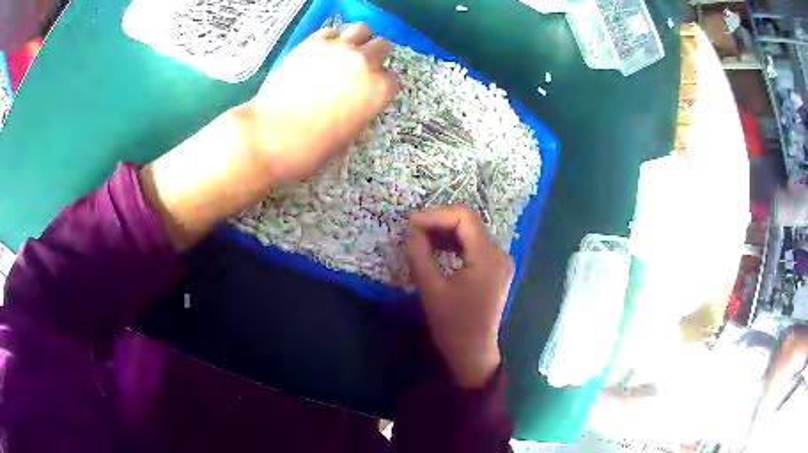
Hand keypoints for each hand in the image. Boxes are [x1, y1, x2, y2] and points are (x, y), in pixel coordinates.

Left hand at [238, 23, 399, 186]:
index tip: (368, 91)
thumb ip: (362, 109)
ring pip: (362, 29)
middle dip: (375, 56)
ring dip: (358, 40)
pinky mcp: (313, 43)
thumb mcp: (350, 134)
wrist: (273, 135)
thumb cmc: (313, 147)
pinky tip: (321, 54)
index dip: (380, 85)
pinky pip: (330, 32)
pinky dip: (331, 40)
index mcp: (379, 90)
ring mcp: (339, 48)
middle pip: (382, 46)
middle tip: (359, 68)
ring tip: (345, 53)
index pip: (392, 78)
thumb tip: (359, 100)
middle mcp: (365, 62)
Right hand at [405, 205, 513, 387]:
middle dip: (439, 222)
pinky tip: (436, 249)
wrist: (473, 352)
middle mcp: (499, 254)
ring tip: (420, 239)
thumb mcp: (431, 289)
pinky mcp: (494, 269)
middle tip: (412, 231)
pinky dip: (454, 244)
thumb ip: (419, 255)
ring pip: (470, 233)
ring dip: (445, 232)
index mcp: (487, 257)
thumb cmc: (452, 325)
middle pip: (468, 223)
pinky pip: (473, 246)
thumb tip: (412, 229)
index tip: (411, 224)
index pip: (464, 217)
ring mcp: (499, 261)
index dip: (436, 215)